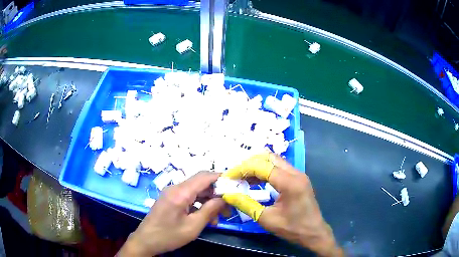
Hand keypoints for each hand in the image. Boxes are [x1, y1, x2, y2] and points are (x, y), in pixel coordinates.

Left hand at [117, 171, 225, 256]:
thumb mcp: (193, 226)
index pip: (205, 177)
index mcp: (180, 192)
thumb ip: (210, 210)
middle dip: (217, 193)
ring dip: (209, 201)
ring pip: (196, 191)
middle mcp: (175, 188)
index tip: (235, 186)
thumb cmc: (169, 235)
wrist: (146, 241)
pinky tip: (206, 218)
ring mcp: (171, 193)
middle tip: (228, 207)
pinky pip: (188, 197)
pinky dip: (199, 205)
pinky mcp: (170, 199)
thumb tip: (224, 198)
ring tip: (218, 217)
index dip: (221, 178)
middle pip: (201, 183)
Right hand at [222, 153, 343, 256]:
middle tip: (236, 175)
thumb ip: (246, 204)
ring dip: (257, 166)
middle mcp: (296, 173)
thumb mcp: (267, 219)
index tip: (229, 177)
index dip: (242, 169)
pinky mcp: (298, 179)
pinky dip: (266, 171)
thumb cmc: (292, 228)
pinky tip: (256, 181)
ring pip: (274, 161)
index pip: (262, 166)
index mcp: (290, 182)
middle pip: (269, 158)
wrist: (314, 233)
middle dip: (249, 164)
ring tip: (243, 178)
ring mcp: (299, 174)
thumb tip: (228, 194)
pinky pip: (280, 168)